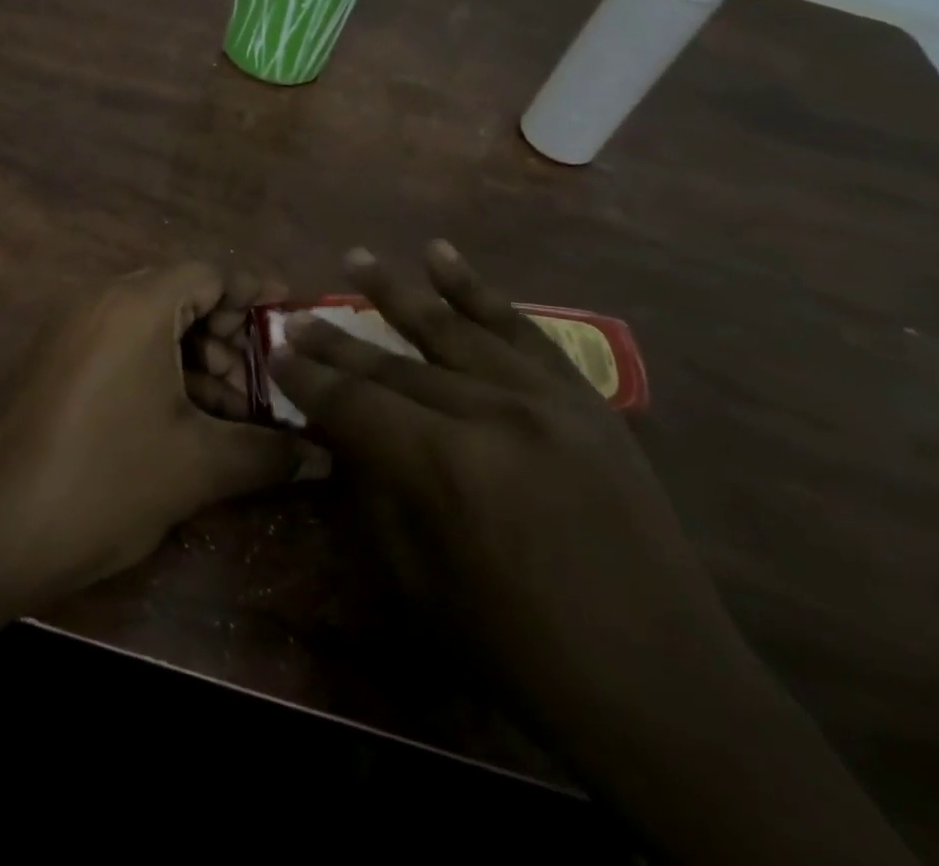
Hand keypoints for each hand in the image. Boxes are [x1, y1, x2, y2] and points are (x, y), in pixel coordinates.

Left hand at [0, 262, 306, 601]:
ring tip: (224, 409)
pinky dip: (158, 367)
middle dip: (227, 333)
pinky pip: (122, 343)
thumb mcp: (198, 466)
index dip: (254, 294)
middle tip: (257, 378)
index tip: (289, 319)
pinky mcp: (57, 360)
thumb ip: (268, 452)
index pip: (210, 273)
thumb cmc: (107, 481)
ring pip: (151, 323)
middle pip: (181, 294)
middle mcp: (101, 301)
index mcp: (137, 305)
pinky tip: (182, 418)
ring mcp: (72, 329)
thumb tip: (322, 456)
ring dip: (194, 356)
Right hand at [272, 243, 916, 865]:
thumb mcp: (421, 579)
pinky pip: (520, 329)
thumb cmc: (521, 647)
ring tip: (355, 258)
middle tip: (297, 316)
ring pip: (453, 327)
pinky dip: (476, 289)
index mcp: (444, 468)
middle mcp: (491, 413)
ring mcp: (544, 397)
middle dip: (337, 340)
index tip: (275, 352)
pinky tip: (441, 255)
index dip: (308, 379)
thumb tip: (345, 431)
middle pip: (395, 362)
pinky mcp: (583, 397)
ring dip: (396, 291)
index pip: (354, 403)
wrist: (662, 683)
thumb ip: (376, 490)